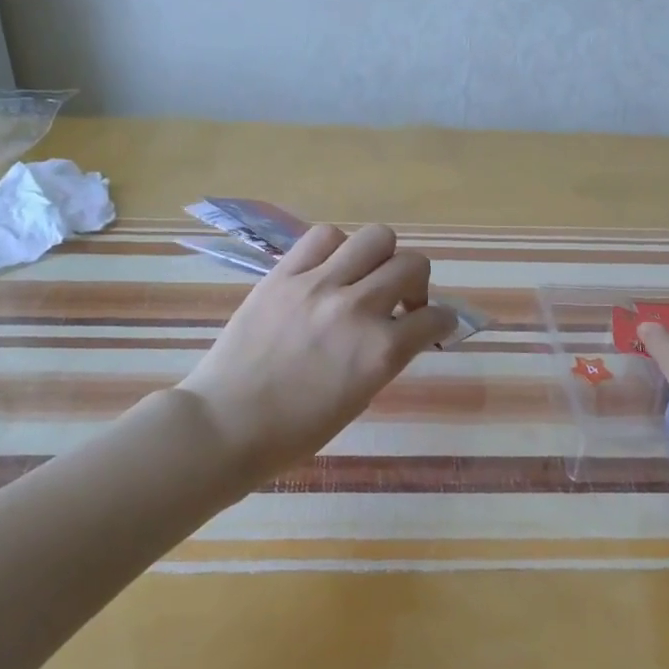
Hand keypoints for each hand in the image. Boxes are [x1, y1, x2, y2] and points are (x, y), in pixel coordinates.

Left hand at [178, 224, 457, 479]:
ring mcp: (319, 286)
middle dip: (417, 283)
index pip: (436, 318)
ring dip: (381, 257)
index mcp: (381, 352)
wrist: (226, 425)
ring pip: (376, 237)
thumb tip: (396, 331)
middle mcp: (358, 309)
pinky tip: (328, 269)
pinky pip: (323, 237)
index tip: (434, 325)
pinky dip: (336, 248)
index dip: (442, 321)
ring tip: (364, 278)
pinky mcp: (283, 275)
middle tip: (400, 302)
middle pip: (412, 265)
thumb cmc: (294, 432)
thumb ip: (383, 358)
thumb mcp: (358, 398)